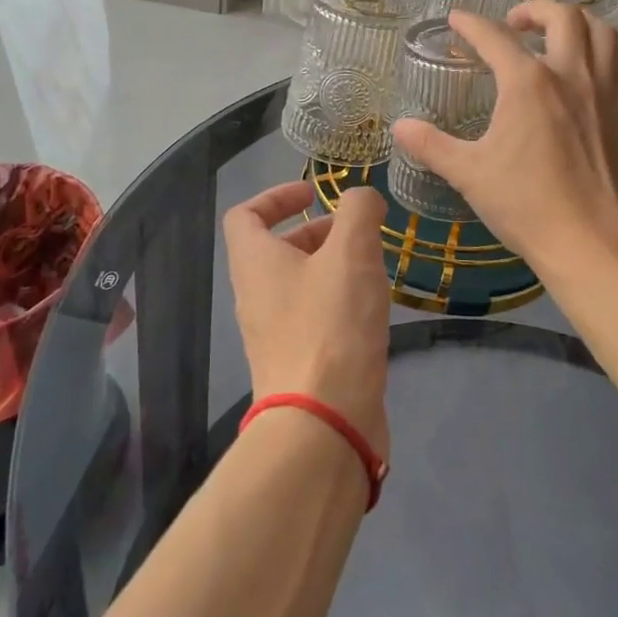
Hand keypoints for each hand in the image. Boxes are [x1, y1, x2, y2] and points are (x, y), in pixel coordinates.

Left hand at [223, 181, 390, 457]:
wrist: (323, 422)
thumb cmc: (331, 324)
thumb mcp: (352, 252)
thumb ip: (358, 212)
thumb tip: (362, 198)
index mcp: (255, 262)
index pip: (245, 215)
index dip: (275, 196)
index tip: (313, 194)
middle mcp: (255, 295)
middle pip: (275, 248)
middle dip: (315, 231)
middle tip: (355, 232)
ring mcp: (272, 333)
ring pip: (296, 283)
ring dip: (330, 266)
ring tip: (372, 266)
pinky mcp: (295, 363)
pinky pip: (311, 316)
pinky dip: (336, 301)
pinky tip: (370, 309)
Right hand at [391, 1, 617, 276]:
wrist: (588, 240)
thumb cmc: (525, 205)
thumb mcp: (469, 174)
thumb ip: (431, 145)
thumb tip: (400, 127)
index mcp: (528, 84)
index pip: (494, 38)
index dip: (471, 24)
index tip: (456, 20)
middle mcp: (570, 74)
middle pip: (561, 16)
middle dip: (533, 10)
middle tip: (513, 25)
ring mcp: (603, 90)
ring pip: (601, 30)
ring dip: (576, 21)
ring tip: (556, 34)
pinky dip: (607, 46)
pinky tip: (592, 61)